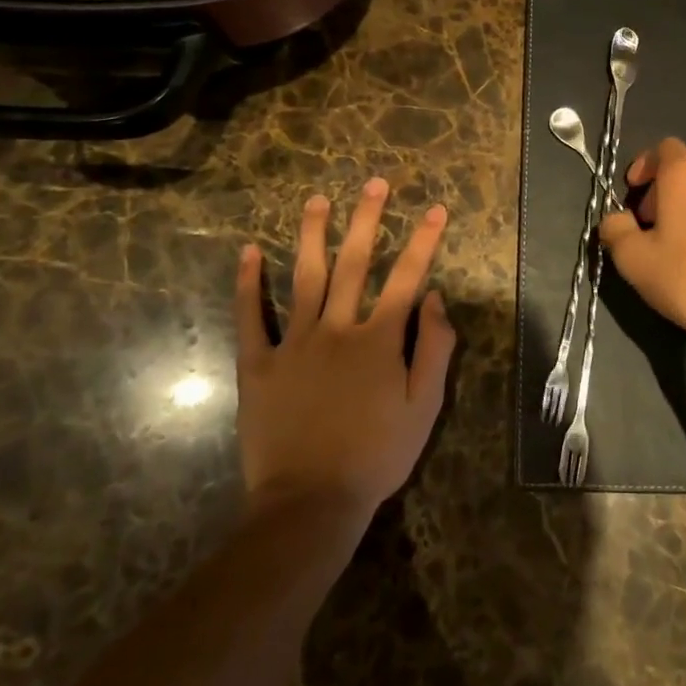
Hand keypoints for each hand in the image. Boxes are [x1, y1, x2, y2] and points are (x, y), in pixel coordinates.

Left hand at [235, 178, 454, 522]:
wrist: (310, 502)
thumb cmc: (376, 456)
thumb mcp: (424, 408)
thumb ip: (434, 349)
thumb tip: (437, 298)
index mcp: (379, 339)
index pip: (407, 277)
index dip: (424, 241)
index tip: (435, 208)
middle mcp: (337, 328)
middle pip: (354, 263)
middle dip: (367, 219)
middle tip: (373, 183)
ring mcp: (294, 343)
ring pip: (305, 277)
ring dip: (311, 235)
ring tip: (316, 200)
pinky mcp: (258, 364)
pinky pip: (251, 318)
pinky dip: (248, 285)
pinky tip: (248, 252)